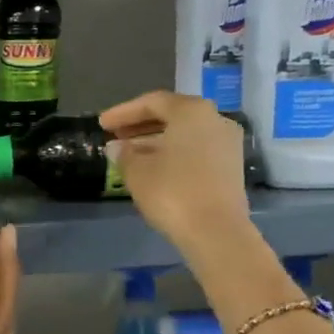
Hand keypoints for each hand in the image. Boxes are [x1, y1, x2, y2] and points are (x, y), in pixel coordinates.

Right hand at [100, 92, 252, 258]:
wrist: (216, 231)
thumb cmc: (172, 192)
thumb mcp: (137, 172)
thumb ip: (124, 154)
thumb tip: (117, 147)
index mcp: (191, 111)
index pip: (152, 102)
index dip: (123, 112)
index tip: (102, 125)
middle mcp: (214, 119)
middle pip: (172, 115)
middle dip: (141, 125)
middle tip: (115, 136)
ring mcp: (227, 143)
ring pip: (185, 134)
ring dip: (156, 141)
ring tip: (130, 155)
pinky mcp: (230, 167)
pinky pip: (196, 150)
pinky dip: (173, 154)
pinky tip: (154, 169)